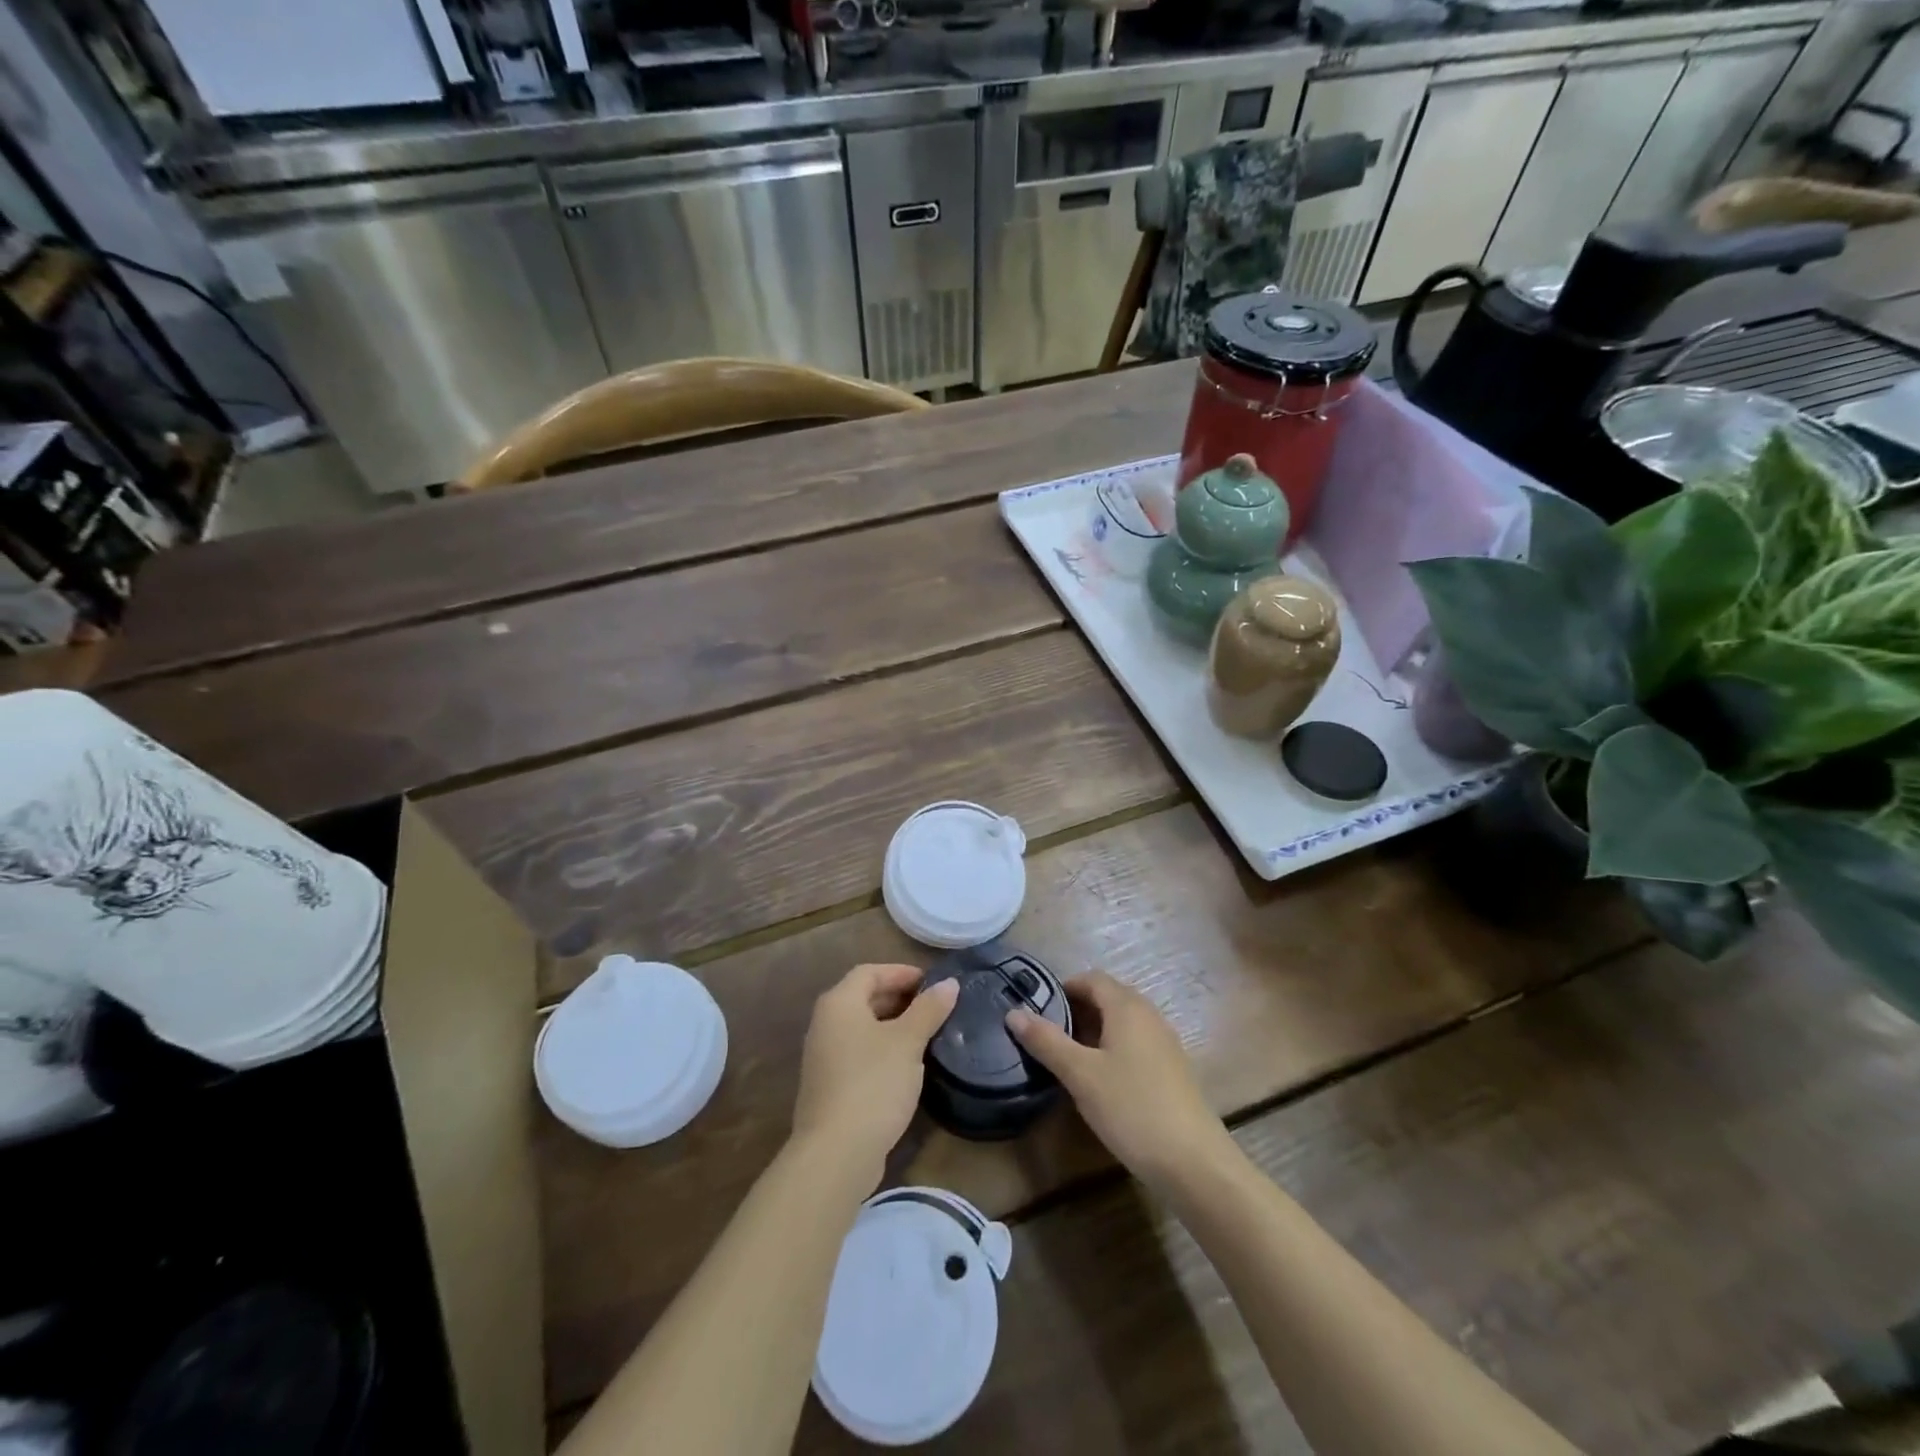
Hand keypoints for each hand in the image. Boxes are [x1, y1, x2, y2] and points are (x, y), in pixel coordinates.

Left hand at [792, 963, 957, 1182]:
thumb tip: (949, 984)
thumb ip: (928, 1009)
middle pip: (864, 997)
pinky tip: (907, 1066)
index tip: (933, 983)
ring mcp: (823, 1057)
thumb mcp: (908, 1042)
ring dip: (893, 1025)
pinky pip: (859, 1053)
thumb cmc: (873, 1084)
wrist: (836, 1154)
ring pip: (862, 1028)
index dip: (901, 972)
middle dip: (899, 998)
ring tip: (927, 1034)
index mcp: (839, 1003)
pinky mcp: (829, 1086)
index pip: (869, 971)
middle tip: (934, 1007)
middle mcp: (825, 1023)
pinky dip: (883, 1049)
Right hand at [1008, 971, 1234, 1189]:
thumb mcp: (1080, 1075)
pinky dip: (1113, 1049)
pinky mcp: (1172, 1069)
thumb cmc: (1131, 1108)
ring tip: (1069, 1058)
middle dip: (1077, 1009)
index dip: (1063, 987)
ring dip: (1094, 1030)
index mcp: (1127, 1007)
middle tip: (1048, 1035)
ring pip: (1122, 1022)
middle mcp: (1149, 1015)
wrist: (1193, 1162)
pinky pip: (1136, 1043)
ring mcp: (1165, 1043)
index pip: (1092, 978)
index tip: (1038, 1009)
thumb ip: (1046, 1041)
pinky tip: (1101, 1080)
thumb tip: (1013, 1012)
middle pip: (1108, 997)